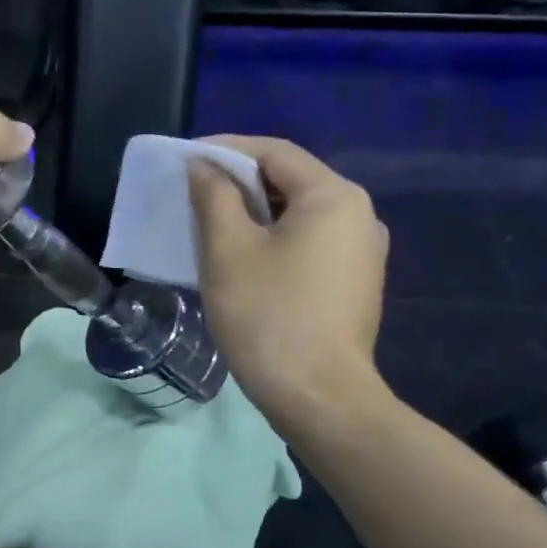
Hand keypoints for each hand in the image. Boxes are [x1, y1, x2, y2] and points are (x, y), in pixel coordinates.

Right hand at [188, 137, 389, 424]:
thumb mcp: (228, 250)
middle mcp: (359, 214)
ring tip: (210, 224)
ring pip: (298, 214)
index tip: (184, 159)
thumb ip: (214, 197)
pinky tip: (243, 257)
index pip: (273, 152)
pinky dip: (273, 239)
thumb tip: (203, 167)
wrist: (319, 398)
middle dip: (238, 182)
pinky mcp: (355, 282)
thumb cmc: (269, 316)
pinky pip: (308, 243)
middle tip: (192, 193)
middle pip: (290, 180)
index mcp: (334, 196)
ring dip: (253, 212)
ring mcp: (362, 251)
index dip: (225, 149)